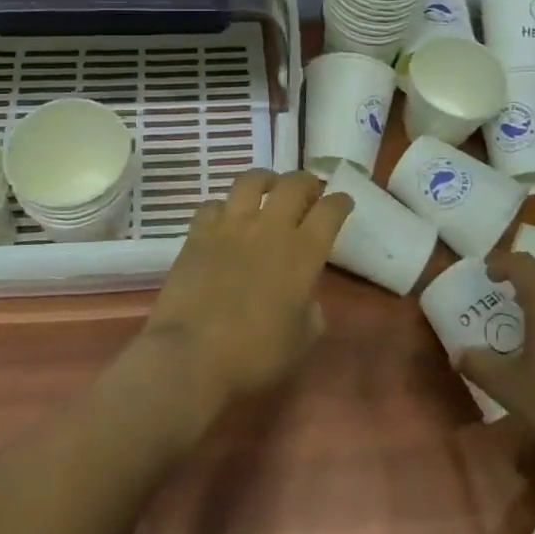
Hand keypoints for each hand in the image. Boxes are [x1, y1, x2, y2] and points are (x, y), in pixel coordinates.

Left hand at [139, 169, 352, 417]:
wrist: (191, 354)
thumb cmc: (254, 354)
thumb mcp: (300, 341)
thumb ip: (311, 313)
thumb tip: (307, 301)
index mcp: (303, 253)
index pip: (330, 211)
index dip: (340, 202)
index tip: (343, 202)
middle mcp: (270, 228)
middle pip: (294, 184)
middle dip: (307, 182)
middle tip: (310, 191)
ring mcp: (231, 226)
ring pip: (251, 181)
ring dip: (266, 180)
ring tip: (268, 187)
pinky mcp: (198, 233)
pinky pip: (212, 204)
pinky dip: (223, 207)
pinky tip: (224, 217)